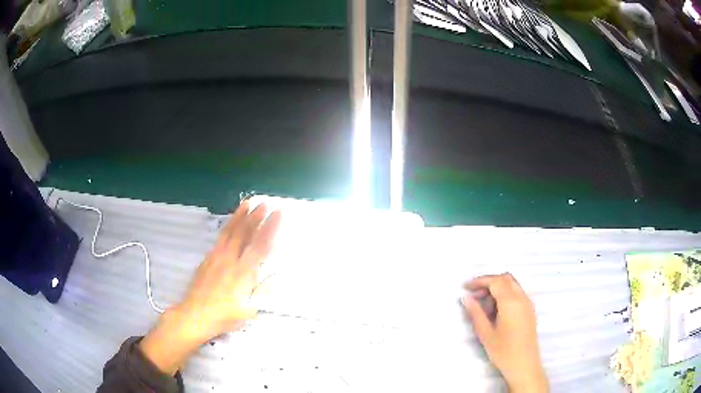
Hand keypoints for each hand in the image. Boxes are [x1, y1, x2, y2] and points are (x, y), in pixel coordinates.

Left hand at [139, 201, 281, 374]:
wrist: (195, 314)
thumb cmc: (224, 316)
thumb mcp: (249, 310)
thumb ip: (262, 291)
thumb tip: (275, 276)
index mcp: (243, 273)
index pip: (260, 246)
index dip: (270, 228)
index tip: (278, 214)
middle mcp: (230, 260)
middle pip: (244, 233)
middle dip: (256, 217)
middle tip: (265, 203)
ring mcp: (217, 257)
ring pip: (230, 231)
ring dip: (240, 216)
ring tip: (247, 203)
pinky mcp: (207, 258)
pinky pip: (220, 238)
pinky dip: (228, 226)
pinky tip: (231, 223)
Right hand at [462, 274, 547, 392]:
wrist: (524, 364)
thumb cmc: (503, 351)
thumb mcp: (485, 333)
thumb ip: (476, 313)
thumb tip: (466, 298)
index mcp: (511, 302)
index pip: (495, 281)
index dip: (480, 281)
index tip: (465, 287)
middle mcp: (521, 298)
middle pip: (505, 279)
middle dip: (489, 282)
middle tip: (474, 294)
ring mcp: (528, 303)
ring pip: (512, 285)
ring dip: (497, 288)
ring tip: (483, 304)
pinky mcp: (529, 310)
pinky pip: (517, 293)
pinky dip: (505, 294)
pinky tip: (495, 310)